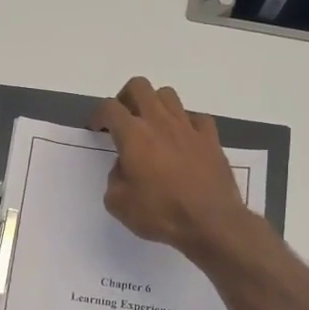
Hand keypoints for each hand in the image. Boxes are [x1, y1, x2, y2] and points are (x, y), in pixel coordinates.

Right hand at [91, 77, 248, 257]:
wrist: (211, 222)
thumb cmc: (160, 213)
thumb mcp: (119, 204)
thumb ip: (114, 179)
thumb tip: (124, 167)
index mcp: (133, 135)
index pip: (110, 108)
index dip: (98, 115)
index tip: (97, 129)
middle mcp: (160, 122)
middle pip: (139, 87)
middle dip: (125, 98)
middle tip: (123, 120)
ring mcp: (188, 127)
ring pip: (168, 95)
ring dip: (154, 105)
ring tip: (151, 127)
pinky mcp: (211, 138)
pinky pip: (195, 117)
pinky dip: (185, 123)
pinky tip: (182, 140)